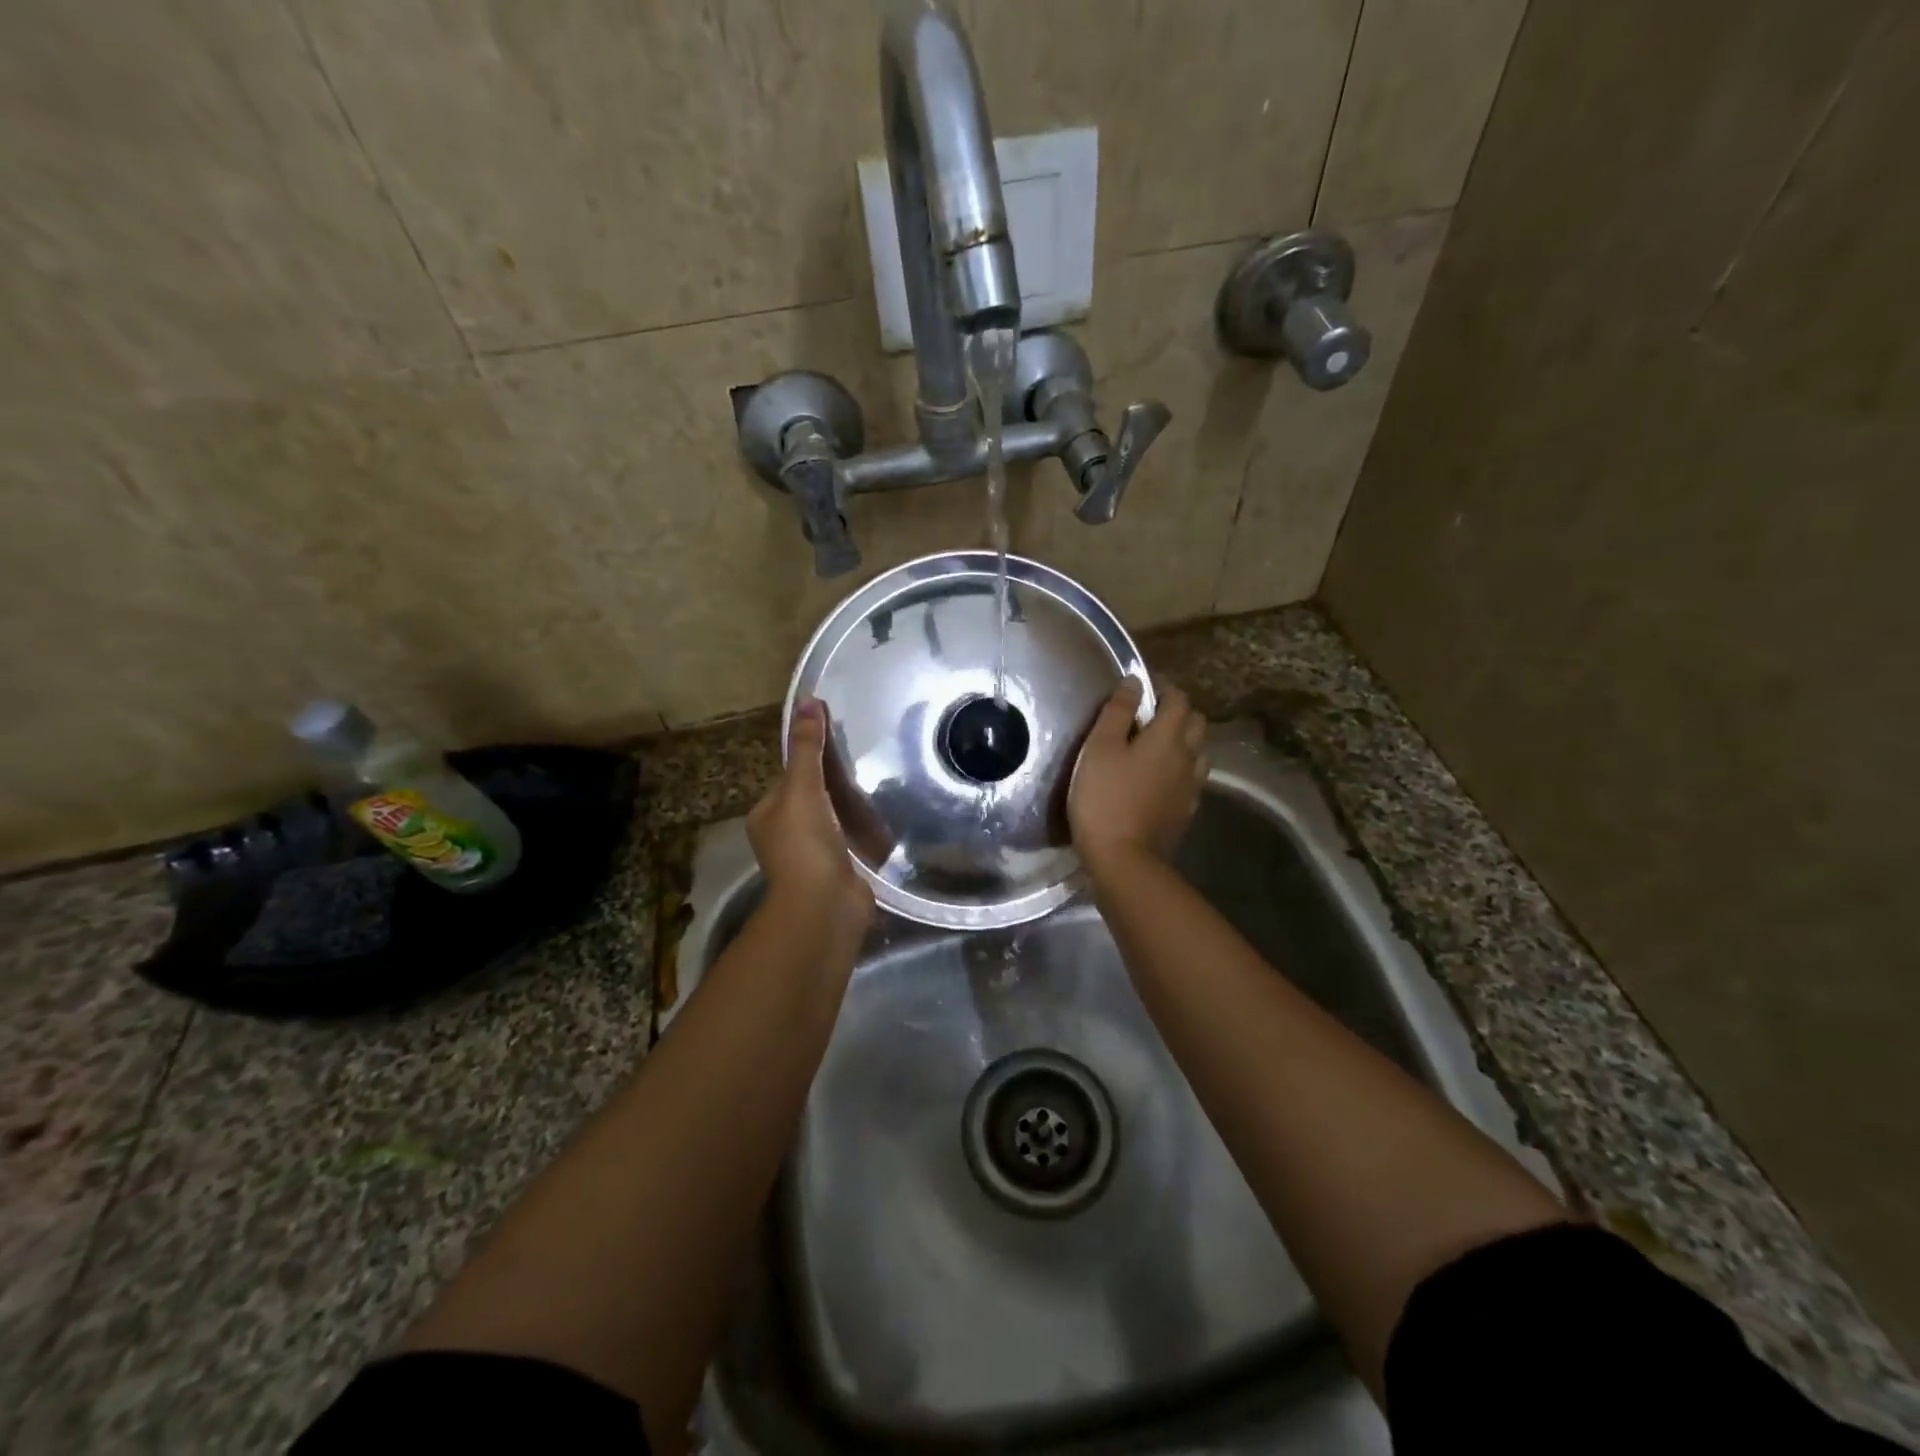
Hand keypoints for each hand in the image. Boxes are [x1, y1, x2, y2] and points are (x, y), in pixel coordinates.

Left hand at [749, 699, 873, 936]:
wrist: (825, 906)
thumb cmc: (805, 843)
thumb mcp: (803, 787)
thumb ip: (807, 748)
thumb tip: (807, 700)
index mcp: (766, 814)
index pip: (790, 777)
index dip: (812, 759)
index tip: (839, 741)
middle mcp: (784, 835)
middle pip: (813, 797)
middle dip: (835, 783)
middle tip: (868, 759)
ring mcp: (812, 856)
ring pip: (834, 819)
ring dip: (852, 807)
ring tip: (882, 782)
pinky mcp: (838, 870)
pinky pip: (852, 840)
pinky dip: (865, 830)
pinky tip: (886, 816)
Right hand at [1069, 677, 1207, 874]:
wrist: (1123, 859)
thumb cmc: (1104, 798)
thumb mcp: (1099, 748)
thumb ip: (1118, 711)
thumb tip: (1134, 681)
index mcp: (1167, 737)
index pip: (1178, 699)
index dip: (1163, 688)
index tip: (1143, 688)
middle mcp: (1187, 757)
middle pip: (1196, 723)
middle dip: (1177, 712)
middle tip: (1149, 716)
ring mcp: (1191, 787)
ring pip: (1197, 752)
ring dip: (1183, 742)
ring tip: (1155, 747)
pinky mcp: (1186, 811)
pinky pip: (1191, 779)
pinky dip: (1180, 770)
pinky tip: (1159, 779)